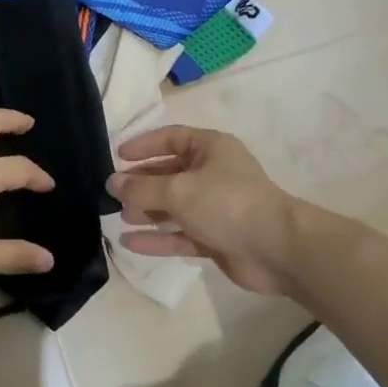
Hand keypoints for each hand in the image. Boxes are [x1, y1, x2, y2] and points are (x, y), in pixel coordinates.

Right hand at [109, 126, 300, 293]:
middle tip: (113, 194)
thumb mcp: (177, 190)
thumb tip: (111, 183)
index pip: (171, 138)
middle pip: (170, 174)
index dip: (144, 145)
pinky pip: (181, 234)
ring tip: (119, 218)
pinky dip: (158, 238)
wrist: (276, 248)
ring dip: (147, 212)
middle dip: (141, 184)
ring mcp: (215, 208)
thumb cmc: (226, 203)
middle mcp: (213, 174)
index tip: (118, 156)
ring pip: (174, 206)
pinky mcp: (216, 238)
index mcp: (211, 148)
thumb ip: (141, 188)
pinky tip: (130, 243)